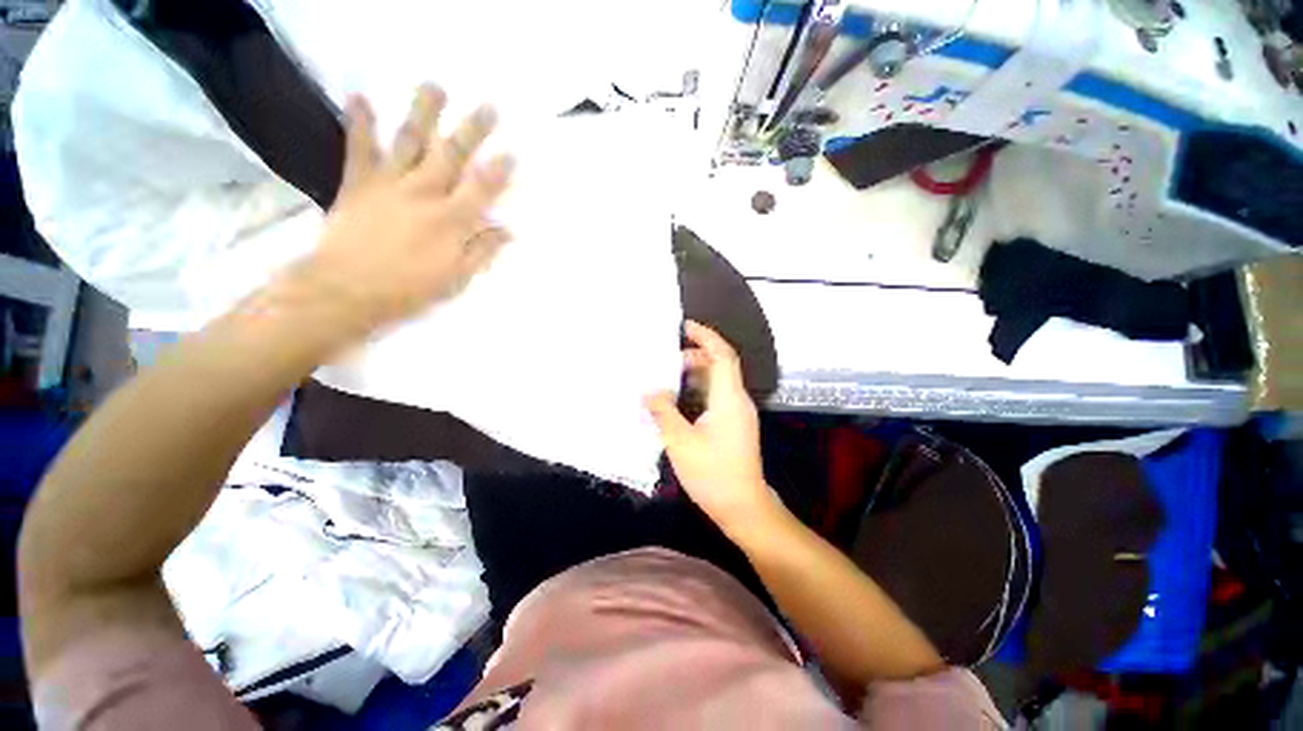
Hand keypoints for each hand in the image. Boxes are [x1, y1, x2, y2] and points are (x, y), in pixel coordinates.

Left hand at [292, 84, 514, 333]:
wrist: (346, 289)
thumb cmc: (408, 289)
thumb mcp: (456, 278)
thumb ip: (481, 251)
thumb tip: (507, 231)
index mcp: (451, 220)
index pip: (482, 189)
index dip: (499, 170)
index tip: (511, 153)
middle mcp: (424, 193)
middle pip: (452, 156)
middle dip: (472, 131)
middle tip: (488, 107)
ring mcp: (390, 183)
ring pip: (410, 141)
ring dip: (424, 113)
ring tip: (435, 87)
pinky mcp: (358, 182)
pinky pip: (359, 148)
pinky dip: (359, 123)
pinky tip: (360, 98)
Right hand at [645, 321, 774, 533]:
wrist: (743, 506)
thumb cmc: (713, 473)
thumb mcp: (680, 441)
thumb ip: (664, 412)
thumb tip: (649, 391)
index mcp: (729, 398)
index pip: (723, 355)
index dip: (706, 336)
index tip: (686, 326)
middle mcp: (737, 400)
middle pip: (721, 365)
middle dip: (696, 354)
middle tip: (668, 358)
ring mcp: (737, 413)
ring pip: (718, 381)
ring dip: (696, 373)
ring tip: (669, 376)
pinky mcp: (734, 425)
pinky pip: (716, 396)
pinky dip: (698, 389)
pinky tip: (679, 400)